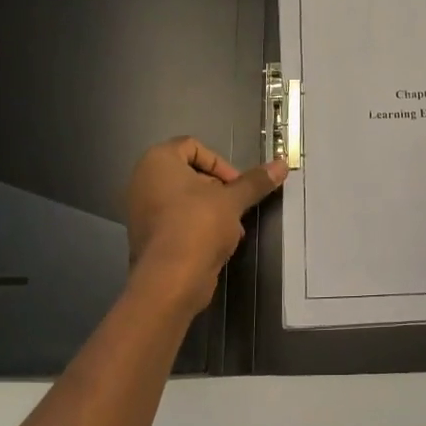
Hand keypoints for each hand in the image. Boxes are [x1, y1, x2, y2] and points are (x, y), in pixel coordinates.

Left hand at [125, 138, 286, 316]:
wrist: (170, 279)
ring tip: (233, 228)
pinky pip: (178, 220)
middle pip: (191, 173)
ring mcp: (142, 210)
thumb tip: (282, 164)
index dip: (220, 163)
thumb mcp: (232, 200)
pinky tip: (219, 243)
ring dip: (213, 210)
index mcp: (158, 161)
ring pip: (186, 200)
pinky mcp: (149, 236)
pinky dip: (198, 226)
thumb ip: (255, 181)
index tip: (237, 185)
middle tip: (238, 206)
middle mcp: (144, 181)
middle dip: (220, 189)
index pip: (193, 146)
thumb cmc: (198, 225)